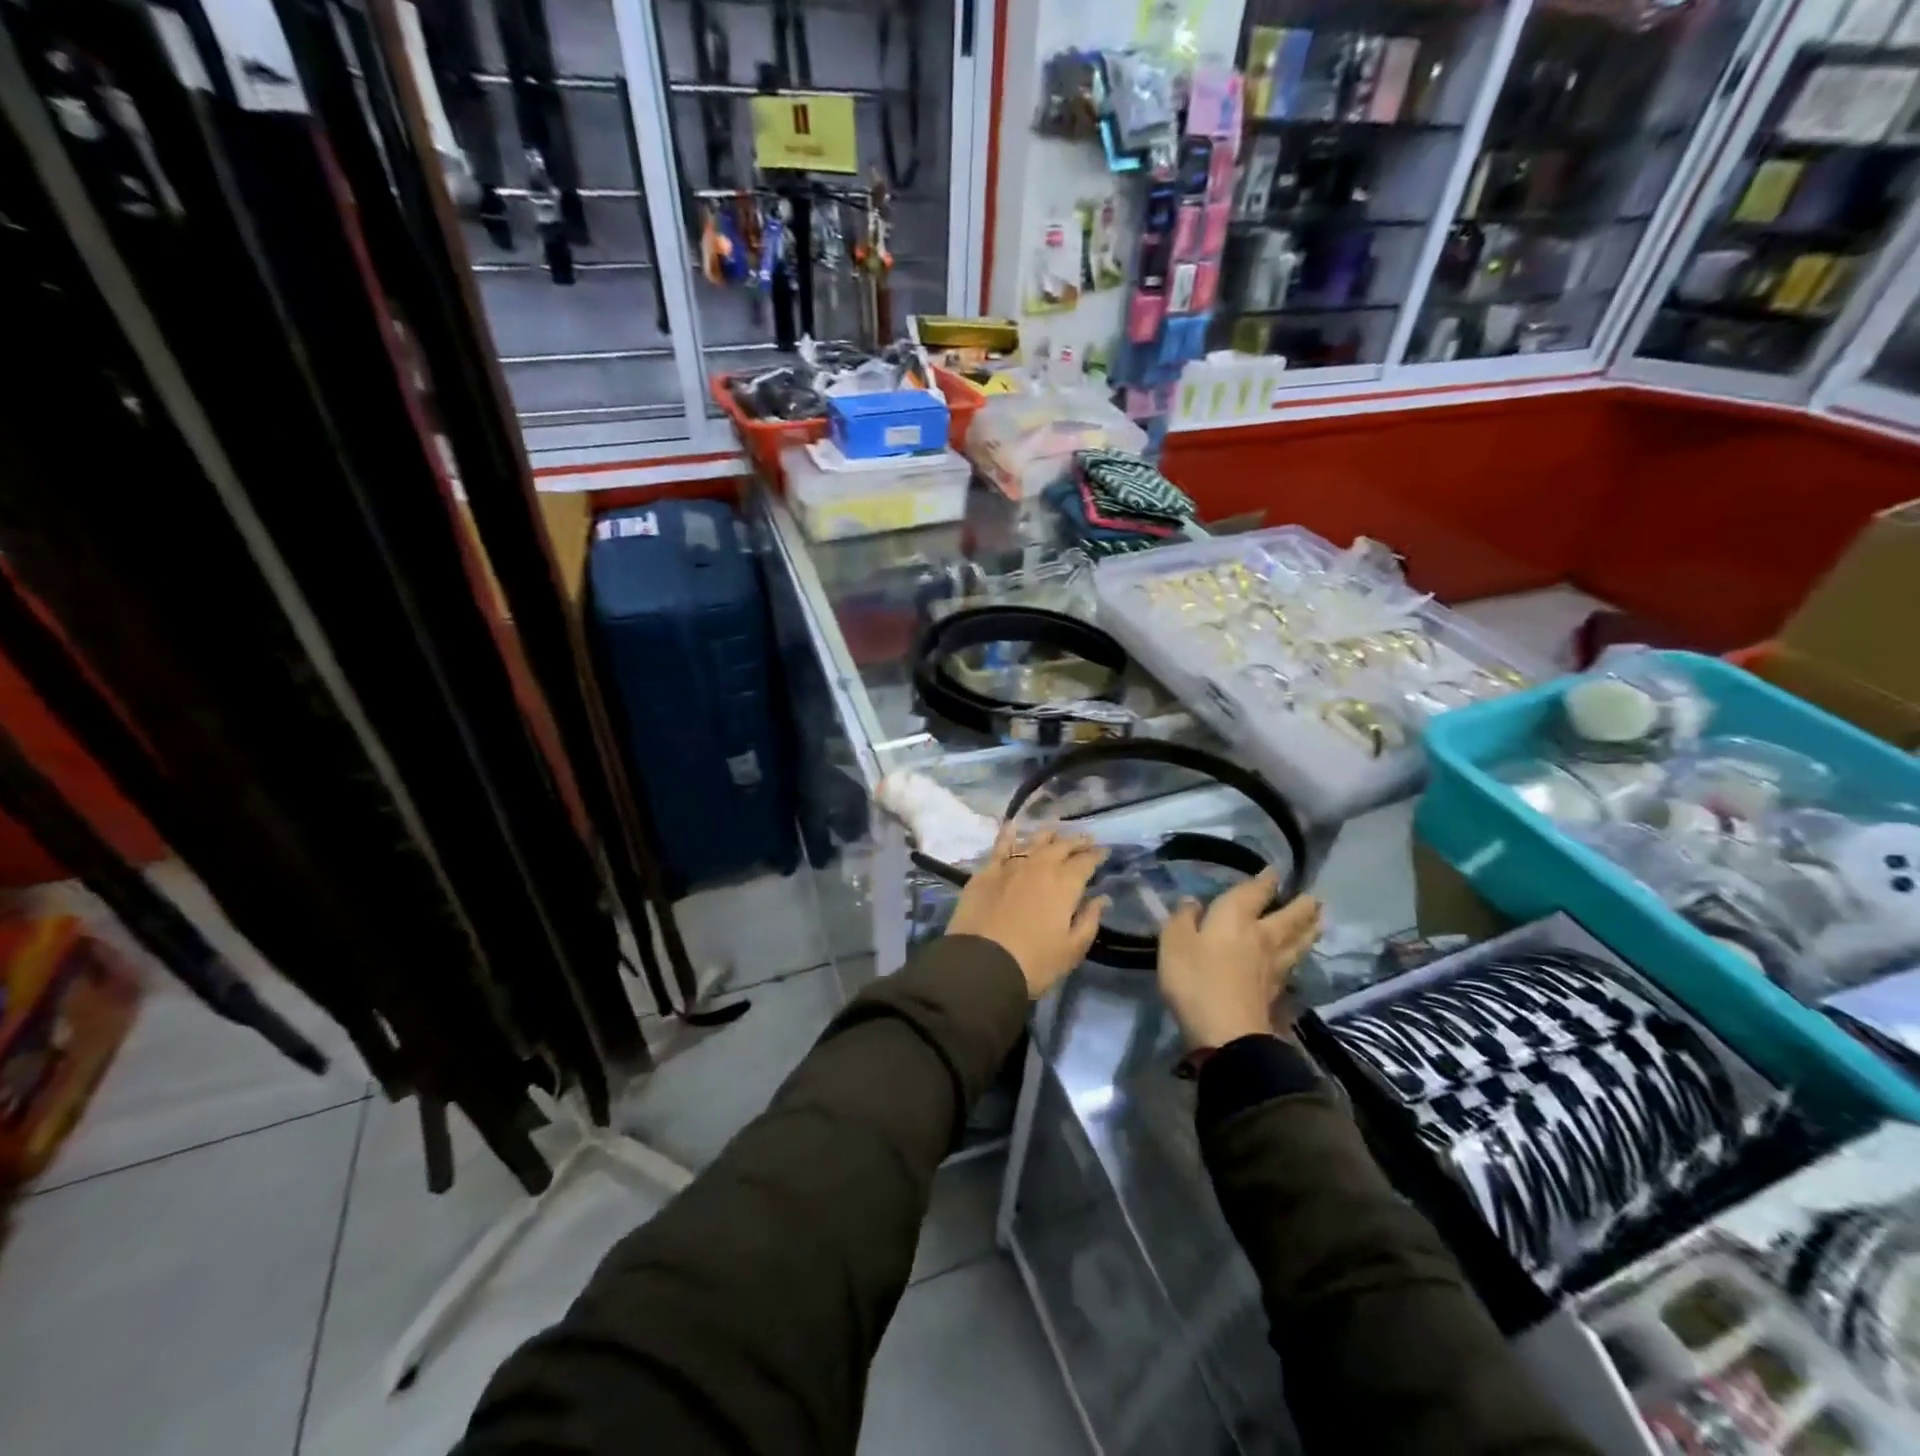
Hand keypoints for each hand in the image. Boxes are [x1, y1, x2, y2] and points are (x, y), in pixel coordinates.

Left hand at [947, 825, 1109, 998]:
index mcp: (1065, 884)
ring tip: (1056, 832)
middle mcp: (1040, 866)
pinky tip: (1012, 826)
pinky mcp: (986, 872)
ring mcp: (1011, 866)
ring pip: (1033, 840)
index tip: (1104, 851)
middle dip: (1076, 841)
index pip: (1086, 861)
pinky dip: (1008, 834)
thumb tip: (1102, 898)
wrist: (982, 964)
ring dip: (1048, 835)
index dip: (1097, 855)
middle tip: (1085, 839)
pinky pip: (1000, 846)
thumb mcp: (1072, 949)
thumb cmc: (1034, 962)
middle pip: (1062, 846)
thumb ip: (1089, 920)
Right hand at [1158, 870, 1322, 1049]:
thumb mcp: (1174, 942)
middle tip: (1314, 897)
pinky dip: (1300, 954)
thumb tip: (1193, 901)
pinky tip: (1299, 957)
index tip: (1276, 870)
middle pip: (1290, 916)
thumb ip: (1183, 918)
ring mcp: (1275, 965)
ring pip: (1299, 940)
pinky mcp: (1278, 991)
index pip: (1256, 891)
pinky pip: (1294, 963)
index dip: (1266, 879)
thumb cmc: (1195, 979)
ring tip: (1318, 920)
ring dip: (1310, 928)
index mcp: (1236, 917)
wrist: (1227, 1033)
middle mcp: (1262, 936)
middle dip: (1302, 904)